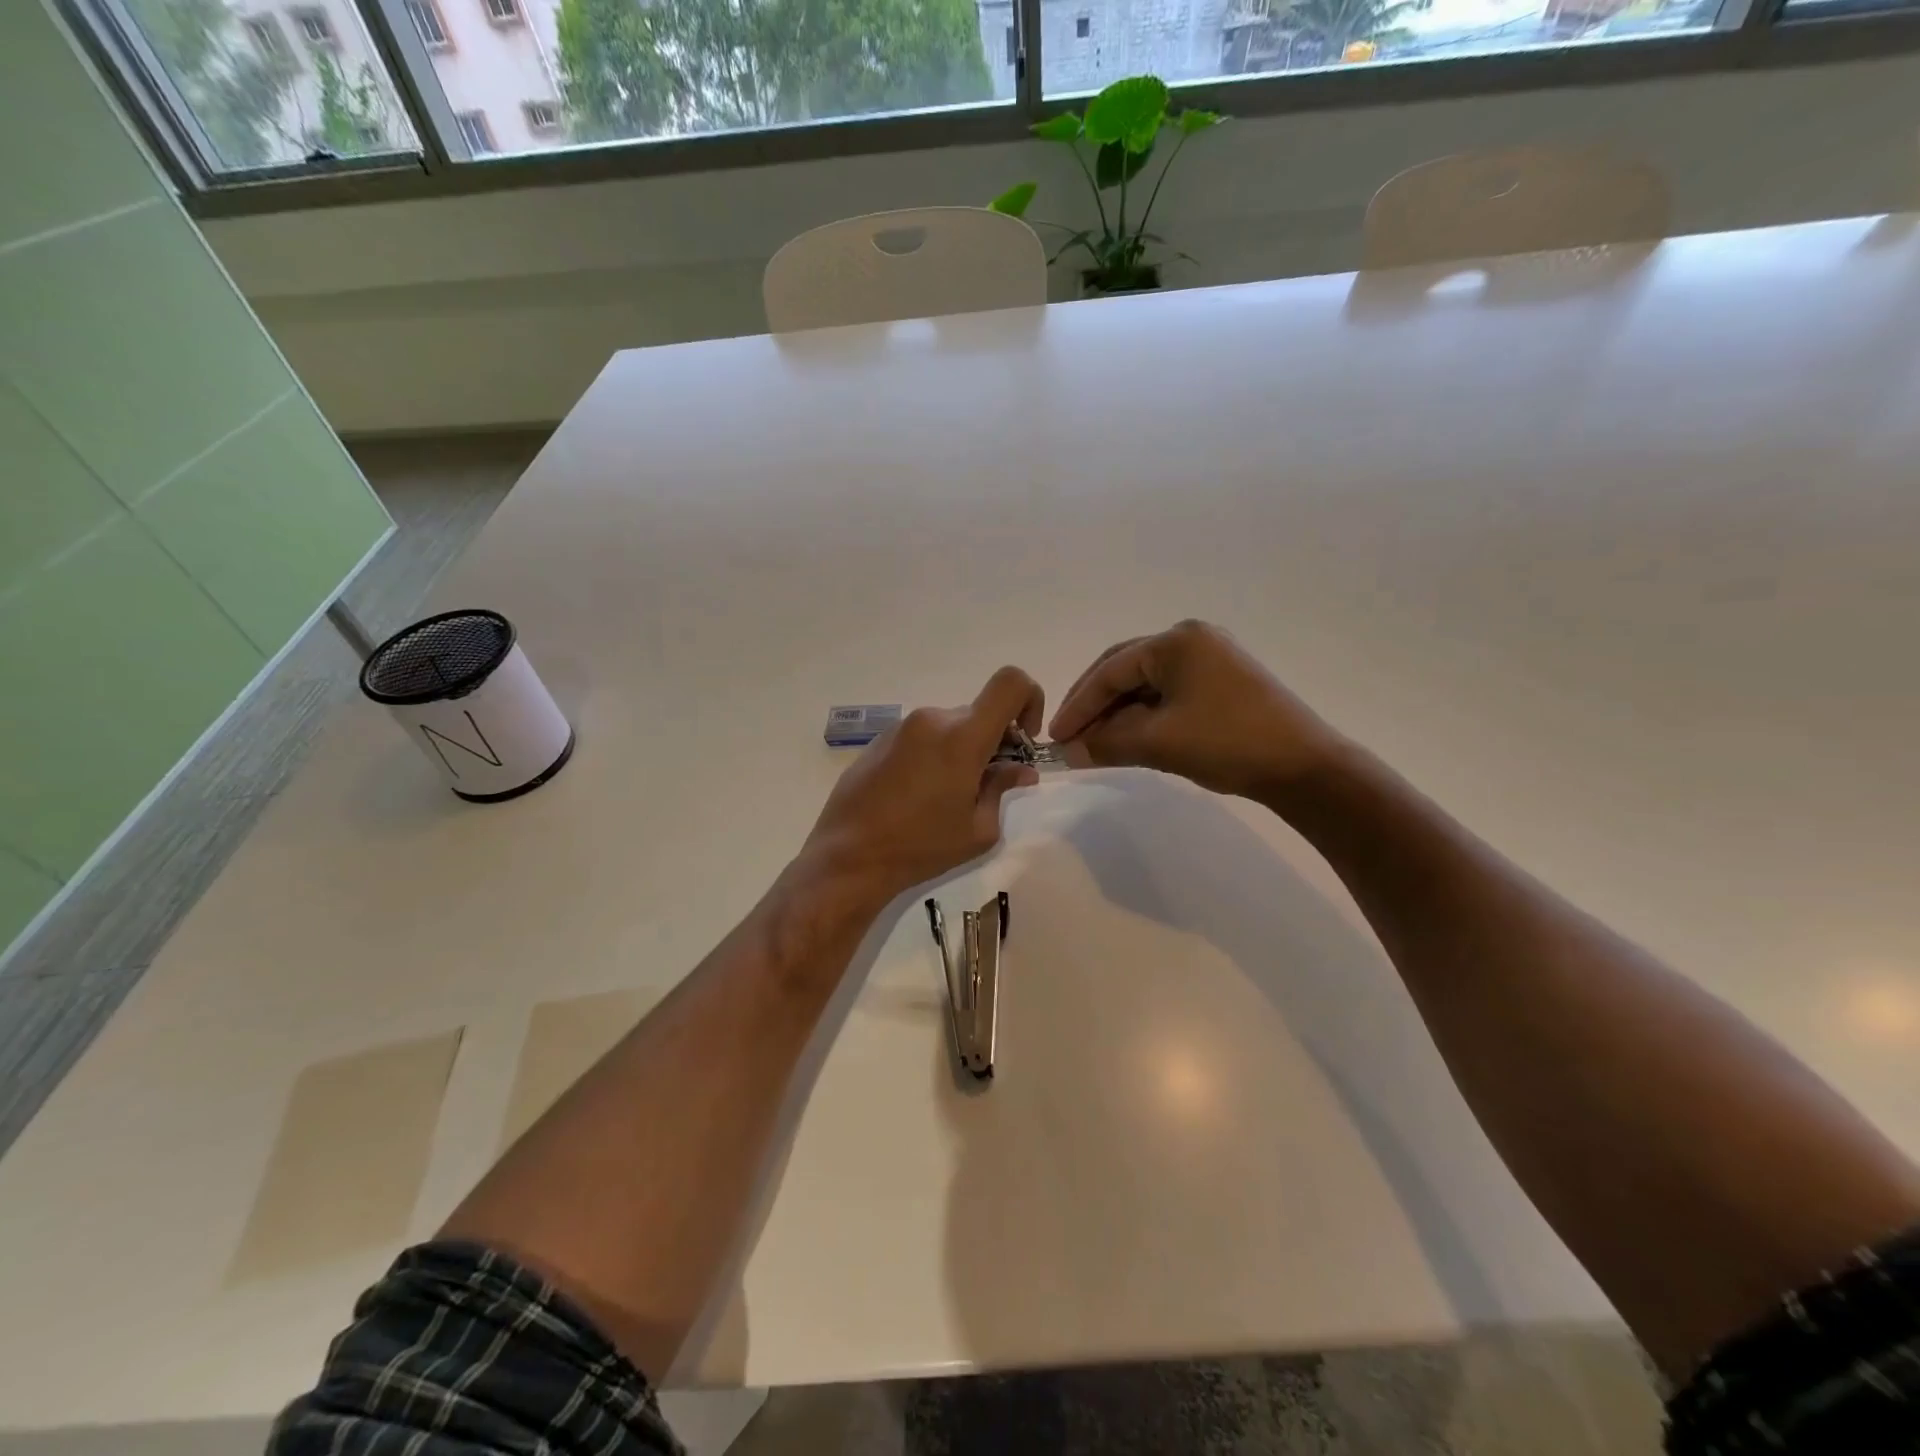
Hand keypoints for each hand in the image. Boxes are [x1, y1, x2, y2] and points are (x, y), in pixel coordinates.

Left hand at [801, 666, 1044, 903]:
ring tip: (948, 796)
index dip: (1030, 701)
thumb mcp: (978, 829)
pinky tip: (919, 795)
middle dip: (994, 741)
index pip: (1011, 683)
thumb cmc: (921, 847)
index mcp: (963, 735)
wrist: (848, 856)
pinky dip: (934, 755)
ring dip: (962, 750)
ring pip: (950, 726)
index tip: (1023, 742)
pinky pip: (922, 736)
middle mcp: (932, 719)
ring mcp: (901, 727)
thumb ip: (1003, 789)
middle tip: (987, 784)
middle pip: (979, 713)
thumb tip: (1019, 770)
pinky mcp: (879, 740)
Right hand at [1049, 620, 1339, 800]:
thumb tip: (1069, 752)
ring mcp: (1212, 658)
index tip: (1054, 737)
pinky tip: (1132, 738)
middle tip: (1070, 739)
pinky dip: (1146, 716)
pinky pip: (1170, 693)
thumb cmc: (1227, 743)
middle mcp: (1192, 639)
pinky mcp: (1225, 682)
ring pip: (1148, 684)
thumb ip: (1106, 742)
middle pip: (1126, 671)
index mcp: (1175, 642)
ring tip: (1097, 744)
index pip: (1110, 671)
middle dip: (1095, 706)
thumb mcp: (1158, 742)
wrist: (1304, 767)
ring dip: (1120, 714)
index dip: (1078, 705)